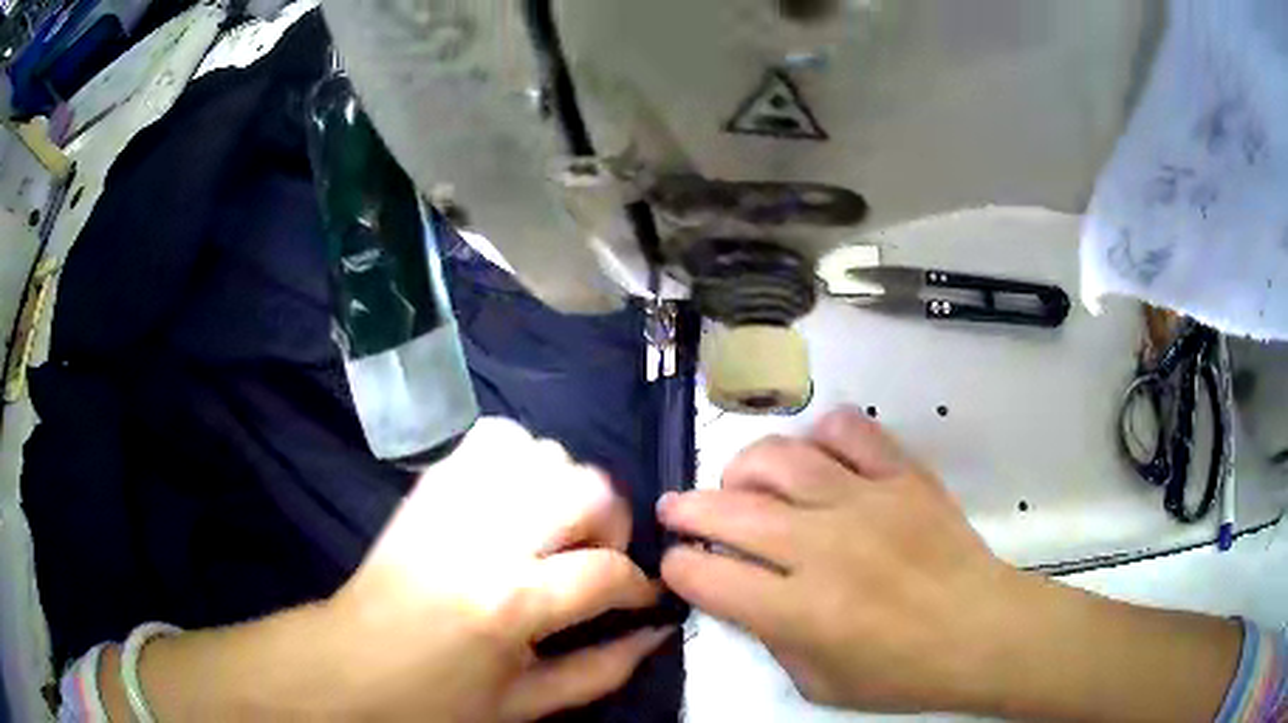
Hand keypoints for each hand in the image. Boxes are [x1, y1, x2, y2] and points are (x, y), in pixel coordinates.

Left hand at [329, 418, 671, 720]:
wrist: (349, 663)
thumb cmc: (436, 698)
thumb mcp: (526, 704)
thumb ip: (602, 670)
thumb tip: (656, 631)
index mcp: (509, 603)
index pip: (608, 571)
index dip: (639, 587)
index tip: (641, 599)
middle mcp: (486, 535)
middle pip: (588, 489)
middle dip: (611, 527)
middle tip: (593, 561)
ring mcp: (453, 498)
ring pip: (547, 452)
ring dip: (567, 489)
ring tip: (553, 531)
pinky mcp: (431, 482)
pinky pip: (497, 436)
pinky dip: (523, 458)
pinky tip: (517, 499)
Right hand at [659, 406, 1016, 711]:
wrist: (983, 631)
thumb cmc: (902, 673)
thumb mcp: (819, 683)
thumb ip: (770, 639)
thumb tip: (740, 595)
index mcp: (799, 611)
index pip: (707, 577)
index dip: (678, 569)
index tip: (677, 567)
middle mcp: (823, 547)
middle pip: (728, 511)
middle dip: (686, 510)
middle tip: (676, 511)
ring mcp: (866, 501)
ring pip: (778, 459)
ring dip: (740, 468)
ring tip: (737, 482)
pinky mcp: (902, 474)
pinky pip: (848, 430)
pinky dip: (818, 435)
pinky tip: (813, 458)